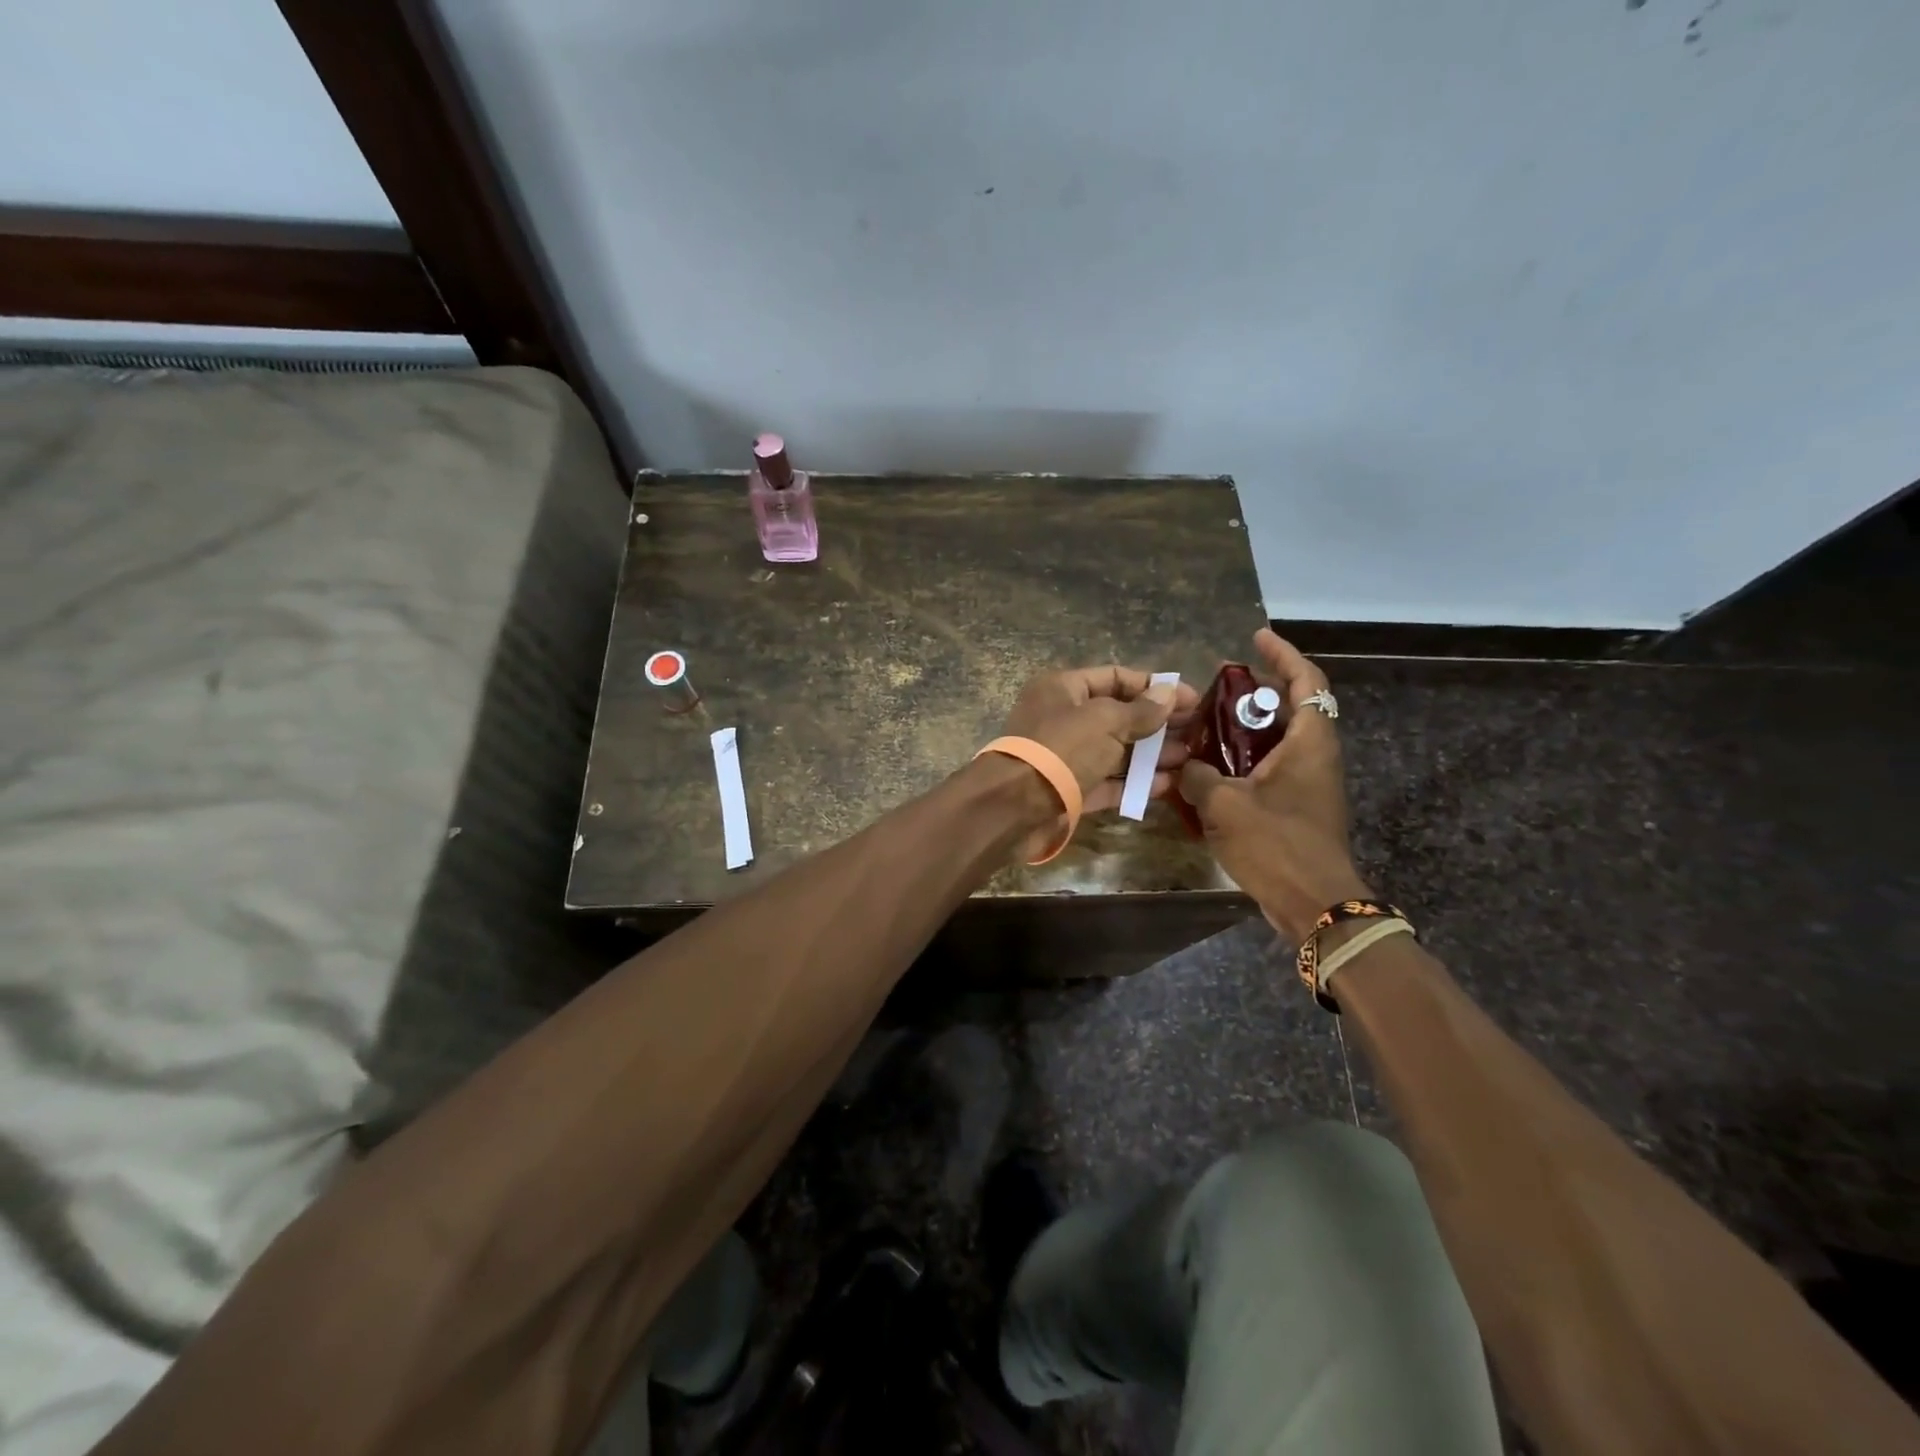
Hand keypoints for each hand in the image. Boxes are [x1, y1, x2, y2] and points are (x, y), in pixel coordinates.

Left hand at [997, 665, 1198, 852]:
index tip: (1192, 699)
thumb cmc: (1061, 749)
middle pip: (1118, 715)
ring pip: (1115, 750)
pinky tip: (1167, 785)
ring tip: (1190, 758)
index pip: (1115, 677)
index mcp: (1063, 688)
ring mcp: (1065, 756)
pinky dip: (1134, 782)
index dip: (1154, 686)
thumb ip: (1140, 710)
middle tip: (1198, 732)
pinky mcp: (1069, 790)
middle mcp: (1063, 718)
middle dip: (1157, 723)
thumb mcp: (1105, 721)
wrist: (1015, 807)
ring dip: (1151, 754)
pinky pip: (1107, 781)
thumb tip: (1169, 693)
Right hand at [1178, 630, 1371, 941]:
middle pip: (1291, 707)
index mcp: (1309, 742)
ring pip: (1279, 740)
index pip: (1305, 681)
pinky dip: (1245, 760)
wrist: (1315, 904)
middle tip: (1215, 689)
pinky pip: (1272, 768)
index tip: (1255, 638)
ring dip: (1246, 728)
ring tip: (1205, 727)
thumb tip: (1182, 764)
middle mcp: (1316, 755)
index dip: (1282, 654)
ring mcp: (1310, 783)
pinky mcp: (1300, 807)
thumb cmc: (1276, 844)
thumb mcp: (1224, 805)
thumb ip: (1197, 775)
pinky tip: (1210, 771)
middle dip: (1254, 693)